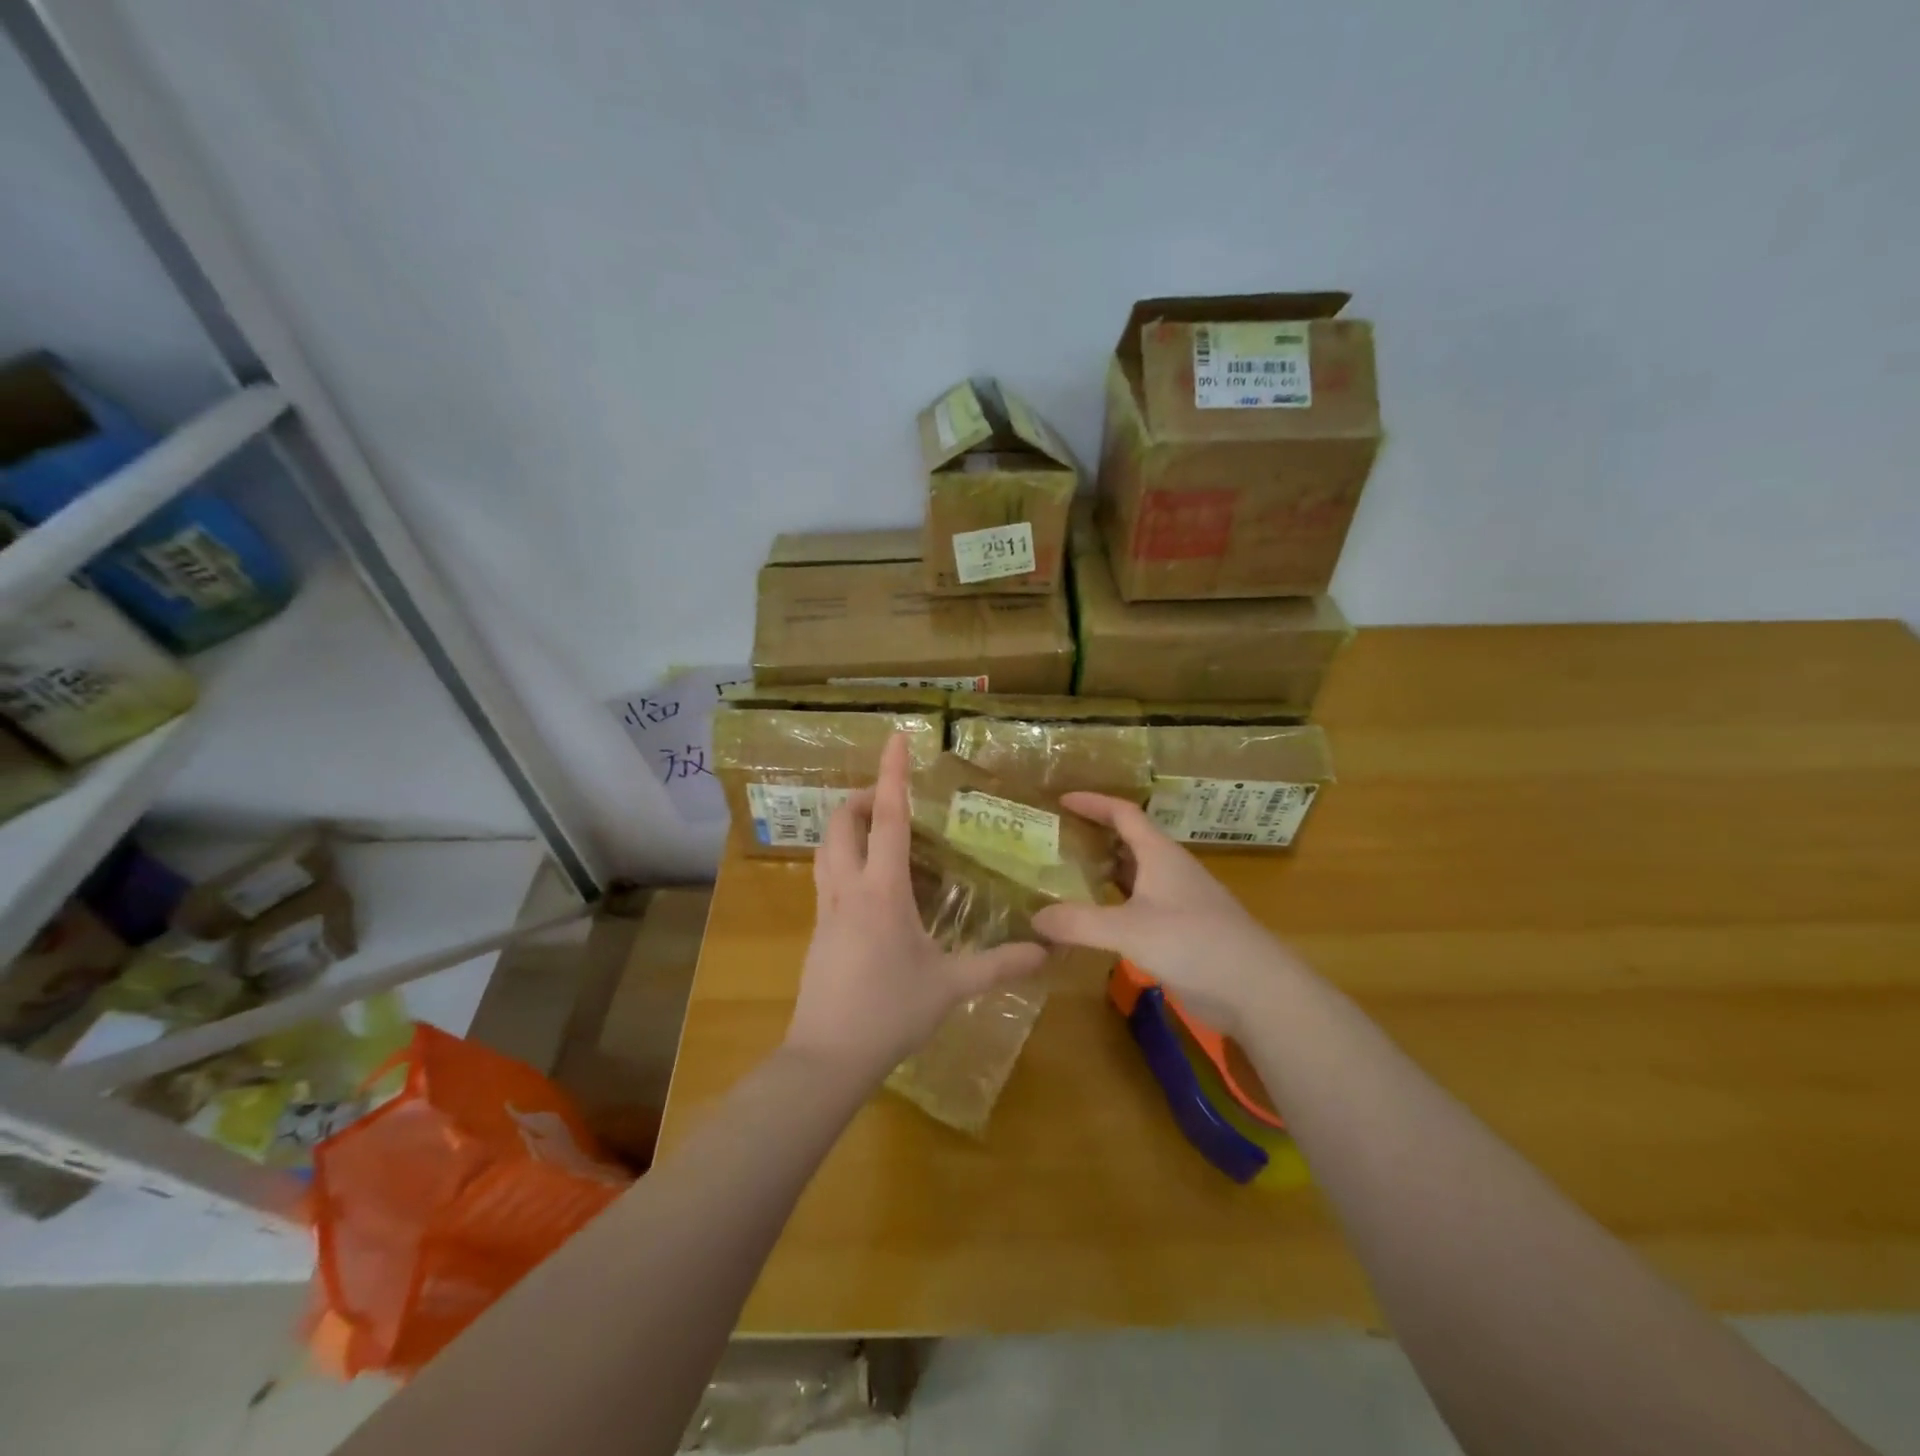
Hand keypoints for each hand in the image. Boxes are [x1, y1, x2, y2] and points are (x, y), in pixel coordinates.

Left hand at [784, 734, 1047, 1084]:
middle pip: (840, 823)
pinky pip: (826, 877)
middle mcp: (847, 889)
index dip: (891, 774)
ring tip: (877, 832)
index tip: (895, 739)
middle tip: (890, 799)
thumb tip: (1046, 950)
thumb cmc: (890, 1012)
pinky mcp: (818, 931)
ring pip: (825, 848)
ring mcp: (825, 910)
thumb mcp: (951, 986)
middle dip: (860, 798)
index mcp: (882, 891)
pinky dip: (843, 859)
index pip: (886, 818)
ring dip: (846, 826)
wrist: (827, 1057)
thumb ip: (1000, 964)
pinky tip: (869, 885)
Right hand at [1031, 793, 1302, 1036]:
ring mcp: (1178, 902)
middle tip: (1055, 841)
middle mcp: (1169, 871)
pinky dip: (1114, 905)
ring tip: (1065, 877)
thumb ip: (1080, 922)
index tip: (1060, 800)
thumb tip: (1035, 918)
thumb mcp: (1130, 930)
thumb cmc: (1195, 943)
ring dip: (1103, 872)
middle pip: (1128, 841)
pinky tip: (1094, 922)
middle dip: (1093, 837)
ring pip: (1134, 876)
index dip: (1093, 802)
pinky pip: (1139, 906)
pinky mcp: (1181, 931)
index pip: (1123, 813)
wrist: (1256, 989)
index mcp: (1160, 855)